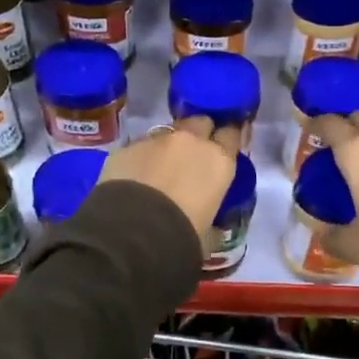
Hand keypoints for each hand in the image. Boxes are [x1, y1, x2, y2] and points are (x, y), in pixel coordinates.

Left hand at [98, 116, 241, 239]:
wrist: (132, 233)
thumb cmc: (182, 236)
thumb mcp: (209, 232)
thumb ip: (214, 220)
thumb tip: (213, 227)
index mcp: (219, 160)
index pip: (232, 133)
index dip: (227, 139)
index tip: (223, 148)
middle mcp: (191, 140)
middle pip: (200, 122)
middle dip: (198, 134)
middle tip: (192, 157)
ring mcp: (156, 139)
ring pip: (167, 133)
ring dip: (167, 147)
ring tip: (158, 170)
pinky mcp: (127, 146)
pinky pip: (139, 147)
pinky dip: (140, 158)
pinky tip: (133, 178)